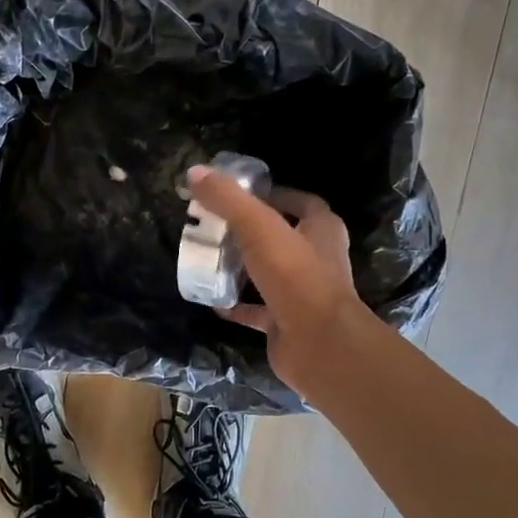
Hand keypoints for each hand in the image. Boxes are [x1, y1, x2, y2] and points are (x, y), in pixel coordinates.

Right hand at [186, 167, 371, 397]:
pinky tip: (212, 301)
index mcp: (322, 230)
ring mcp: (303, 294)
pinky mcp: (287, 323)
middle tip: (215, 227)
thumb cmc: (296, 277)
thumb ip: (228, 199)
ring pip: (270, 274)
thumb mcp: (259, 228)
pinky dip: (237, 306)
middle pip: (283, 238)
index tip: (240, 196)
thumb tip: (195, 172)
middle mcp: (317, 259)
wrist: (319, 344)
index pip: (302, 203)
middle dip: (252, 232)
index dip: (274, 196)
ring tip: (210, 259)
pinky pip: (258, 310)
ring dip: (244, 268)